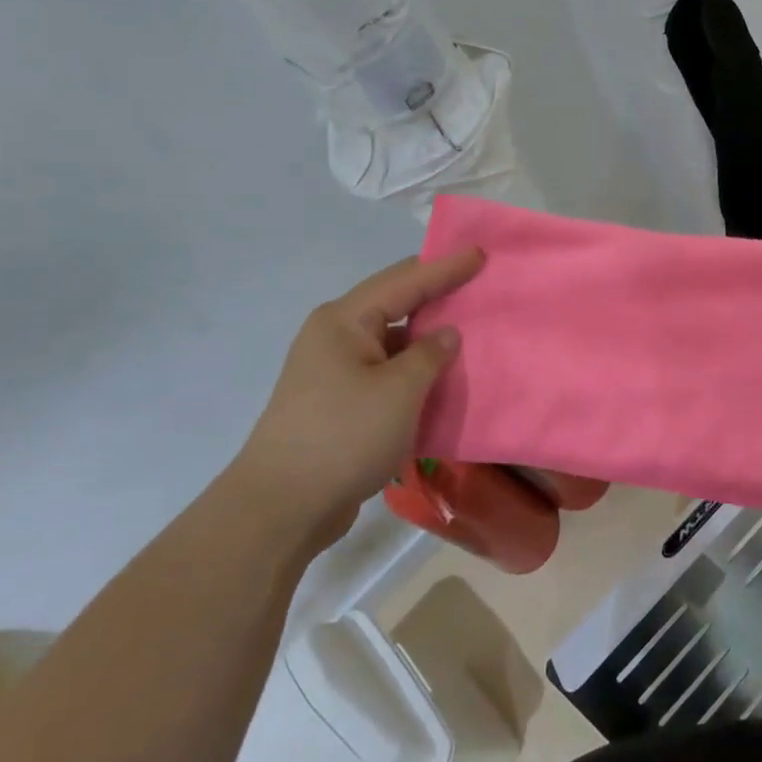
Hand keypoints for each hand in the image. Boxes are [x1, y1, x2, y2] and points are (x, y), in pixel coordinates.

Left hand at [227, 249, 483, 546]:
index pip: (405, 281)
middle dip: (436, 294)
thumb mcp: (399, 391)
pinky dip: (414, 369)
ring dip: (426, 336)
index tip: (480, 253)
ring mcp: (334, 370)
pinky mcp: (338, 402)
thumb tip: (446, 334)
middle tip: (476, 283)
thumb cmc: (343, 437)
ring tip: (468, 327)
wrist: (281, 509)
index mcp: (344, 320)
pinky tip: (441, 375)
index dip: (445, 267)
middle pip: (395, 303)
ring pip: (391, 340)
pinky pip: (386, 371)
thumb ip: (430, 355)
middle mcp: (335, 336)